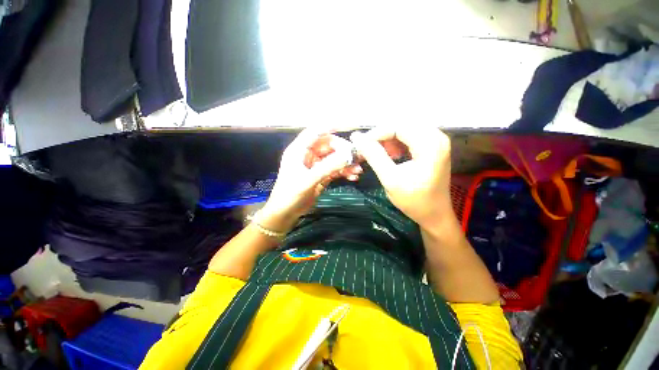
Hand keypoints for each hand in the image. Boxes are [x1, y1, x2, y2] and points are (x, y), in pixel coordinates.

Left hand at [259, 128, 360, 231]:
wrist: (286, 213)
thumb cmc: (291, 195)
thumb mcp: (309, 180)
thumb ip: (328, 167)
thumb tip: (348, 155)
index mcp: (299, 150)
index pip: (315, 131)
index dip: (330, 126)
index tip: (348, 126)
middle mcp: (308, 154)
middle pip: (329, 145)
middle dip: (343, 151)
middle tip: (357, 158)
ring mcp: (315, 165)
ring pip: (334, 158)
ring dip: (346, 163)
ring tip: (358, 170)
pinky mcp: (321, 175)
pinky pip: (335, 169)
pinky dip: (344, 172)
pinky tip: (353, 177)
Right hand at [350, 127, 452, 227]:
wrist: (434, 215)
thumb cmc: (413, 200)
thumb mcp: (390, 179)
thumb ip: (374, 156)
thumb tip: (357, 138)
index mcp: (430, 144)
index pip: (398, 126)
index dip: (376, 133)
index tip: (361, 144)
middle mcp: (437, 137)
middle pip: (402, 125)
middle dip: (382, 136)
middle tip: (369, 149)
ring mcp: (437, 141)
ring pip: (405, 130)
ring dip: (389, 140)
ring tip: (380, 154)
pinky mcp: (433, 147)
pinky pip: (411, 137)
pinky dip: (397, 144)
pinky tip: (391, 155)